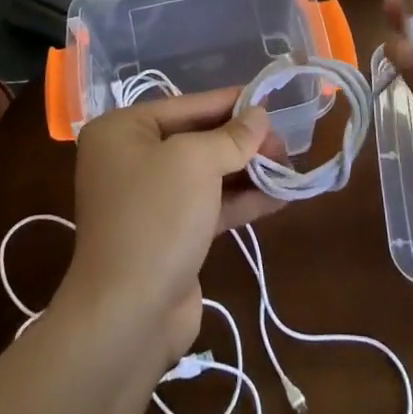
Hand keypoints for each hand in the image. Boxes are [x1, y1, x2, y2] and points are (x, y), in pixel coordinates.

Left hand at [58, 90, 281, 368]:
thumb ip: (232, 136)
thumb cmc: (157, 217)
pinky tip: (278, 197)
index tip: (270, 98)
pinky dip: (240, 201)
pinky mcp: (168, 235)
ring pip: (206, 174)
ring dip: (247, 171)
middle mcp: (130, 159)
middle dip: (243, 141)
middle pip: (198, 139)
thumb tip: (260, 115)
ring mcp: (149, 200)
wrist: (128, 314)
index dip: (231, 102)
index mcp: (122, 130)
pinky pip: (208, 205)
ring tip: (290, 167)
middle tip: (286, 143)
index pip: (187, 105)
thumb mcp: (197, 163)